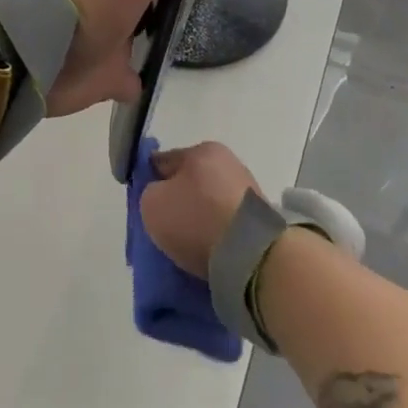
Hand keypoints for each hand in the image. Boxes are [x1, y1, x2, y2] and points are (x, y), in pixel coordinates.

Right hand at [139, 140, 260, 276]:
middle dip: (178, 201)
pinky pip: (227, 224)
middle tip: (166, 228)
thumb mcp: (151, 203)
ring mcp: (249, 190)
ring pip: (210, 203)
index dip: (150, 182)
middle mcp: (228, 163)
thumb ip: (149, 193)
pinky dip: (217, 235)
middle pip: (190, 182)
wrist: (252, 256)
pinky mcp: (262, 219)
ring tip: (188, 245)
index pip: (164, 161)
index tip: (145, 206)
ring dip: (199, 219)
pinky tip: (208, 251)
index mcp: (202, 150)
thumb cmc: (196, 220)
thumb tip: (161, 196)